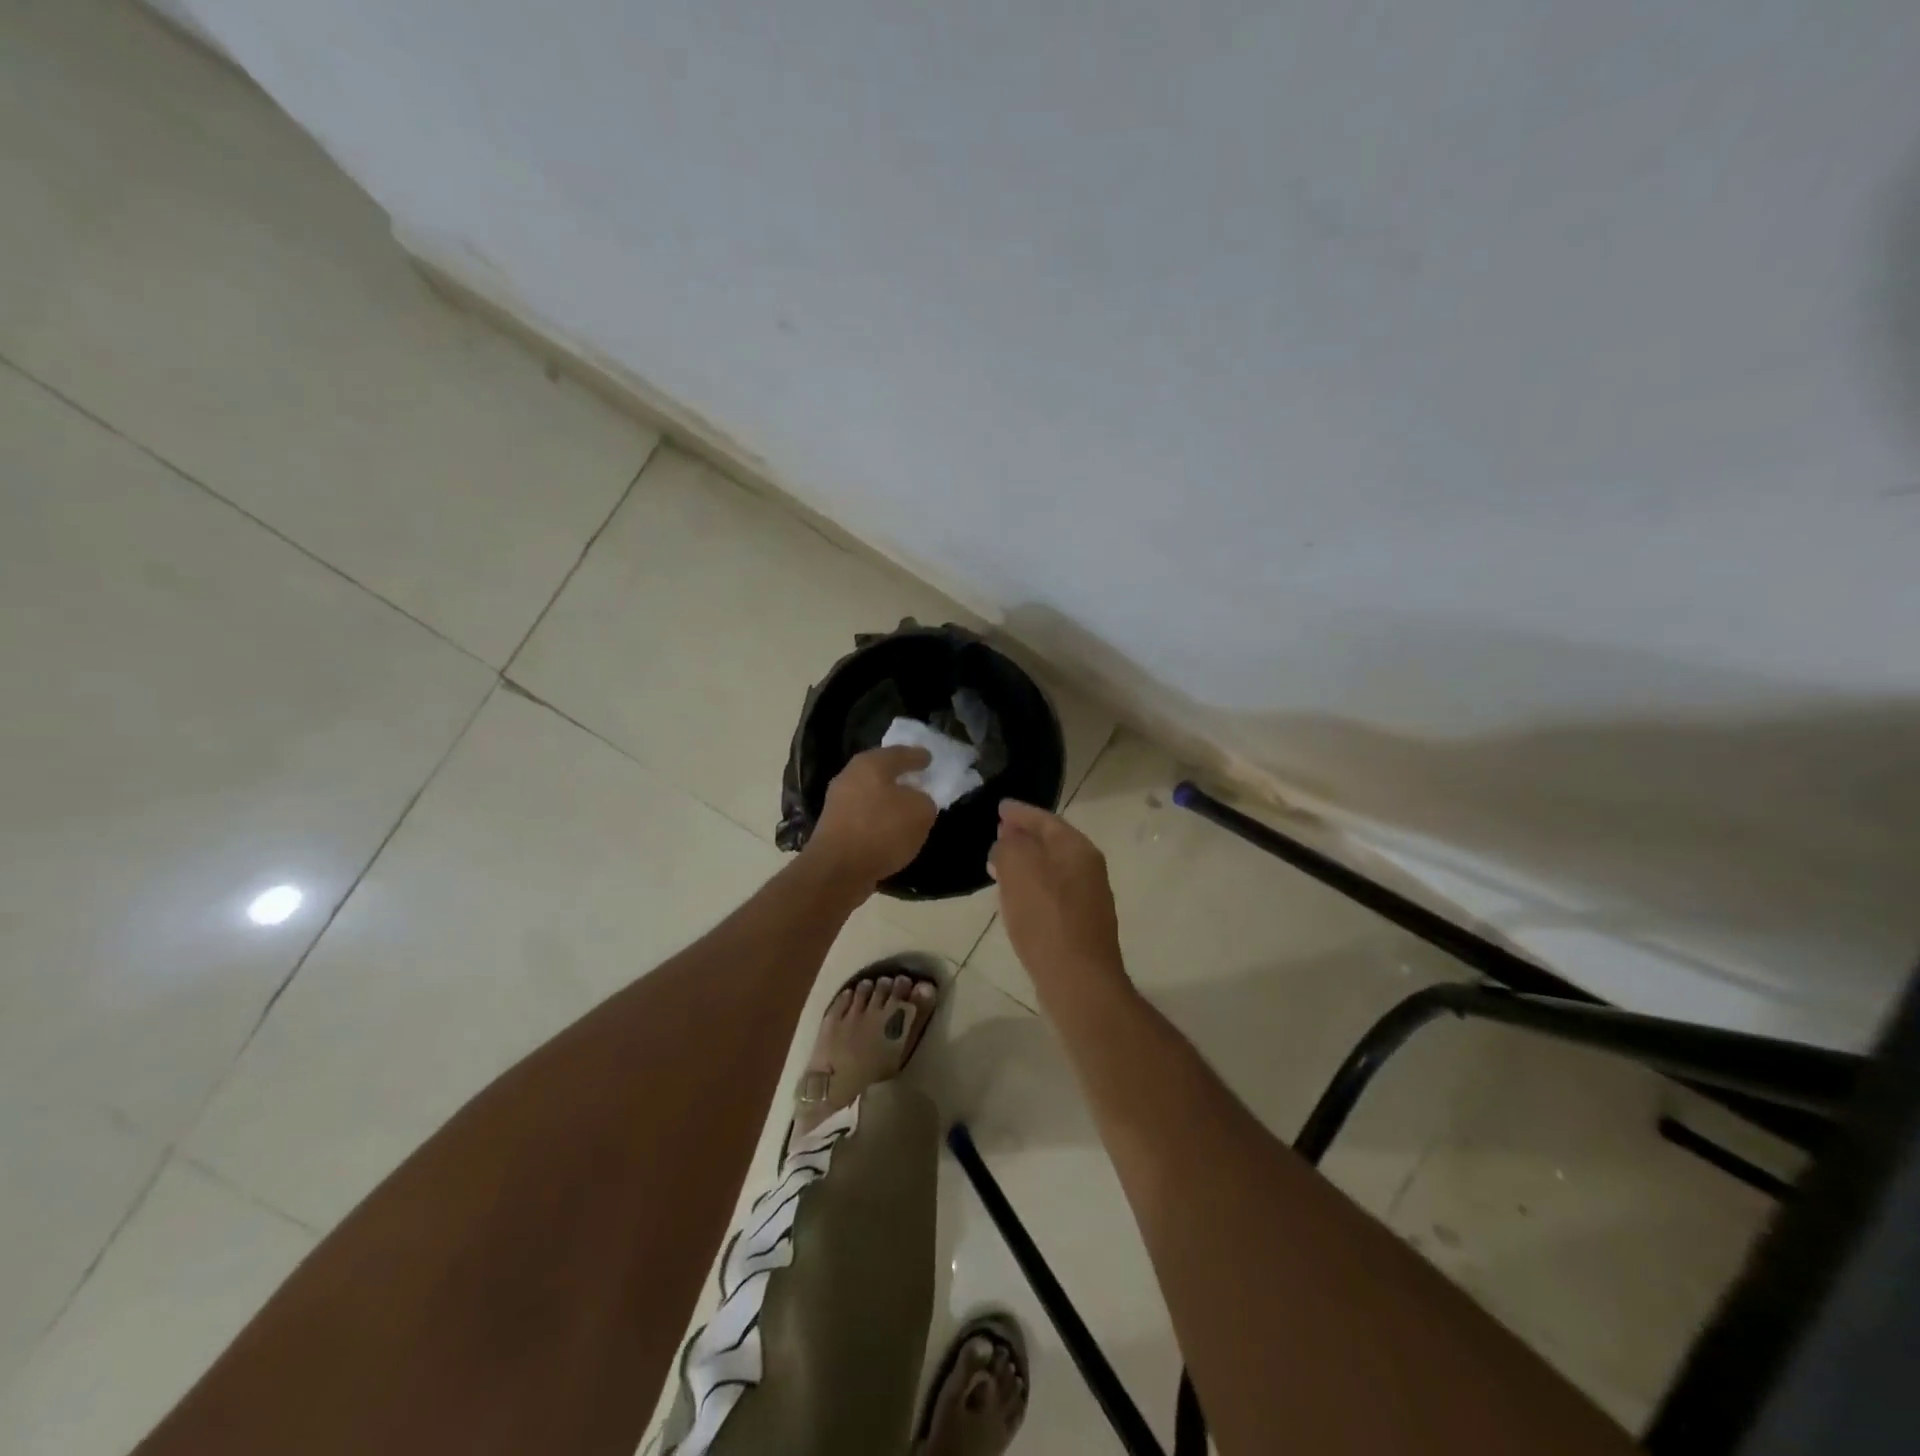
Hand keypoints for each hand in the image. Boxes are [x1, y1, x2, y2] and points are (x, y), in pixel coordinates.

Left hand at [807, 745, 938, 887]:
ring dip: (888, 800)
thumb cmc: (881, 830)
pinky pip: (864, 816)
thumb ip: (924, 801)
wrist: (837, 870)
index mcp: (870, 764)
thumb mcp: (920, 812)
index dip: (917, 756)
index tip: (929, 758)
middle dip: (900, 776)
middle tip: (918, 779)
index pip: (899, 753)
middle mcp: (850, 777)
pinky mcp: (833, 828)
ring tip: (907, 808)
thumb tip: (916, 802)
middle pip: (880, 772)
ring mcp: (838, 803)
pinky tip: (890, 830)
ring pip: (870, 794)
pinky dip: (878, 819)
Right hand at [988, 800, 1126, 987]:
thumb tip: (1006, 843)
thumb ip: (1009, 846)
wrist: (1078, 981)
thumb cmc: (1046, 919)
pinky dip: (1032, 886)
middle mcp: (1088, 868)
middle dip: (1024, 835)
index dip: (1020, 812)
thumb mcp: (1018, 870)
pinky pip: (1051, 892)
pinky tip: (1015, 896)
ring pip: (1051, 868)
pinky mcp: (1080, 924)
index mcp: (1078, 849)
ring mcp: (1088, 897)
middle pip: (1051, 842)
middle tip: (999, 831)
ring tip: (999, 862)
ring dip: (1026, 862)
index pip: (1046, 819)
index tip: (1000, 806)